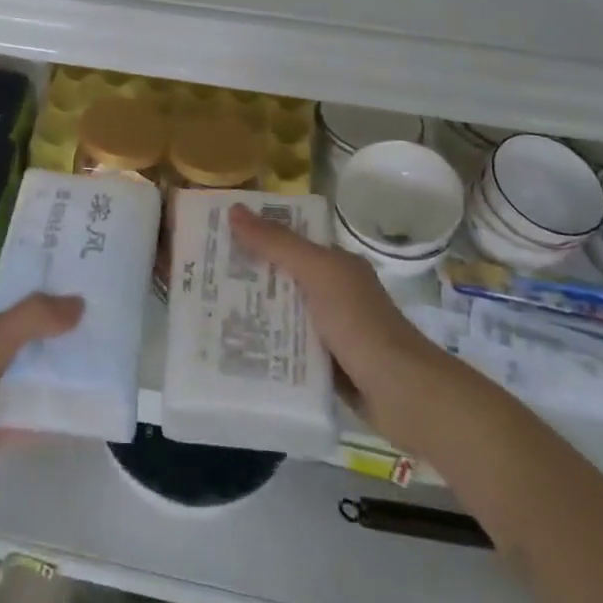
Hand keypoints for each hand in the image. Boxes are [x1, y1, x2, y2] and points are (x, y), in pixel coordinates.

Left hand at [0, 291, 82, 527]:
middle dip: (39, 341)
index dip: (30, 300)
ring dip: (36, 381)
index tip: (71, 303)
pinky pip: (2, 421)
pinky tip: (64, 420)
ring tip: (84, 375)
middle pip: (3, 340)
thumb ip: (34, 319)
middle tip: (86, 338)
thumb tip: (77, 302)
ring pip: (4, 382)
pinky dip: (28, 420)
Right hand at [228, 203, 451, 450]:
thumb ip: (277, 243)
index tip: (213, 237)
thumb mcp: (317, 273)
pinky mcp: (326, 364)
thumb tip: (234, 209)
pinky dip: (267, 345)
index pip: (288, 240)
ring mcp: (330, 330)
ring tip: (208, 313)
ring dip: (253, 313)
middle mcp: (333, 292)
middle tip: (199, 277)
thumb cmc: (359, 322)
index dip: (254, 235)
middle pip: (282, 277)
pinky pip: (288, 347)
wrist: (402, 393)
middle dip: (246, 276)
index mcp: (335, 264)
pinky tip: (236, 349)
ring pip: (283, 313)